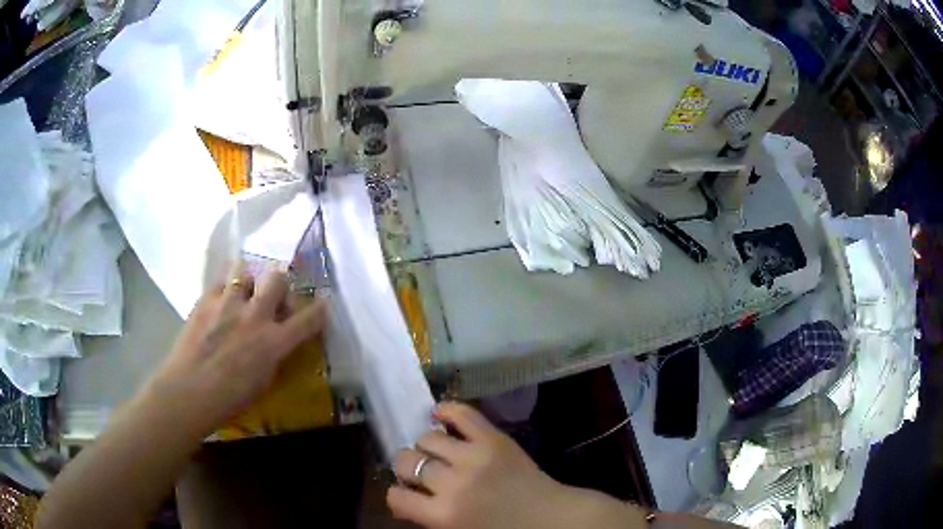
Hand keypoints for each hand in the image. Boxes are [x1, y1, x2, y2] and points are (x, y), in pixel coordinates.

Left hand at [140, 266, 328, 436]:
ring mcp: (228, 303)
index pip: (308, 319)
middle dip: (279, 285)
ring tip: (241, 295)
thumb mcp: (263, 381)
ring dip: (248, 282)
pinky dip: (223, 290)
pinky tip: (219, 304)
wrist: (189, 390)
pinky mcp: (205, 299)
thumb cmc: (229, 399)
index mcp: (273, 342)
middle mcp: (255, 315)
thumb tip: (275, 342)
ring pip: (246, 272)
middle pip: (278, 279)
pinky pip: (220, 283)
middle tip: (272, 298)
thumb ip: (272, 355)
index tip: (323, 304)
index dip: (319, 310)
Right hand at [388, 403, 646, 528]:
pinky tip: (440, 415)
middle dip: (409, 467)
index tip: (407, 494)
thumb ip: (429, 517)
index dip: (397, 495)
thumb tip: (408, 496)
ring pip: (427, 437)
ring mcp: (475, 456)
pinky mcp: (495, 438)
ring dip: (426, 445)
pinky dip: (446, 410)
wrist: (552, 519)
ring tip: (438, 451)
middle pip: (407, 460)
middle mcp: (453, 483)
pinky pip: (462, 413)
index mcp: (443, 515)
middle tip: (423, 472)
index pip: (395, 497)